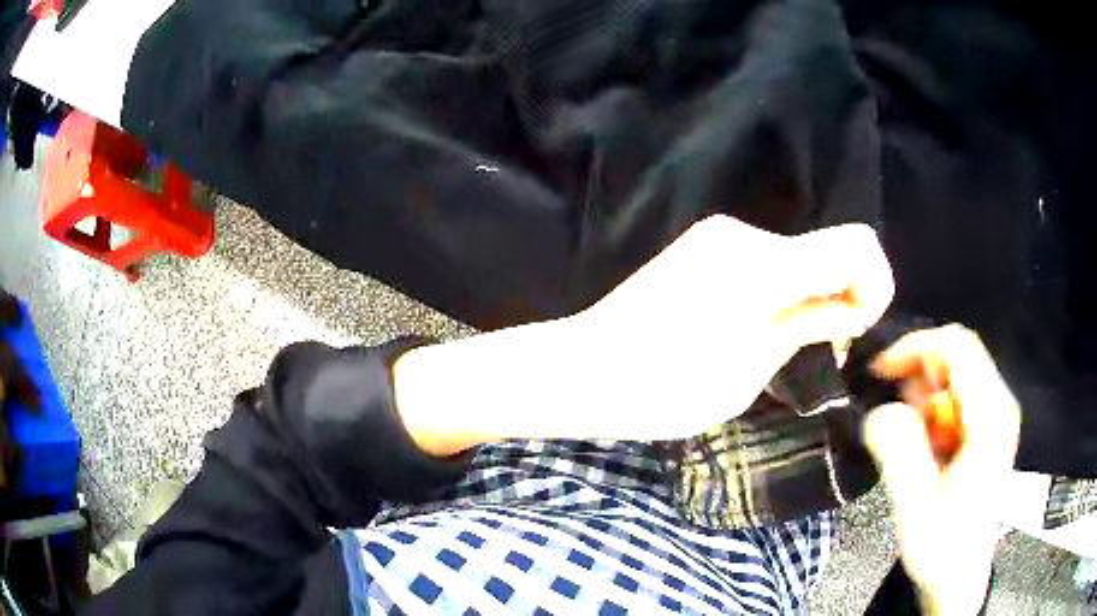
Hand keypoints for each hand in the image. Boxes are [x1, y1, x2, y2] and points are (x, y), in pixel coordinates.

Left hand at [571, 214, 893, 437]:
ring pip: (798, 257)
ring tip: (790, 347)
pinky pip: (767, 261)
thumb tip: (849, 308)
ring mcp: (719, 237)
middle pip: (828, 250)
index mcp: (763, 266)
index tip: (859, 328)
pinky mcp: (704, 248)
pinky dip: (784, 290)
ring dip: (812, 296)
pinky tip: (762, 328)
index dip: (876, 283)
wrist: (585, 370)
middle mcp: (745, 236)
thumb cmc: (664, 389)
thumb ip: (806, 326)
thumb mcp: (750, 370)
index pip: (855, 246)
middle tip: (827, 349)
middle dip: (844, 295)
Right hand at [864, 325, 1021, 615]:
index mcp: (991, 417)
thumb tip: (878, 411)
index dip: (915, 348)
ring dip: (924, 397)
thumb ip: (900, 454)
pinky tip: (924, 447)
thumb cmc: (943, 550)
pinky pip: (957, 398)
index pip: (957, 347)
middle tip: (891, 414)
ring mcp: (996, 416)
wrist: (960, 577)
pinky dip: (932, 413)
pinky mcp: (988, 429)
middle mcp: (999, 405)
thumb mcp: (917, 510)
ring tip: (908, 441)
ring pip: (956, 375)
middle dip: (917, 374)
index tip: (879, 372)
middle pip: (958, 355)